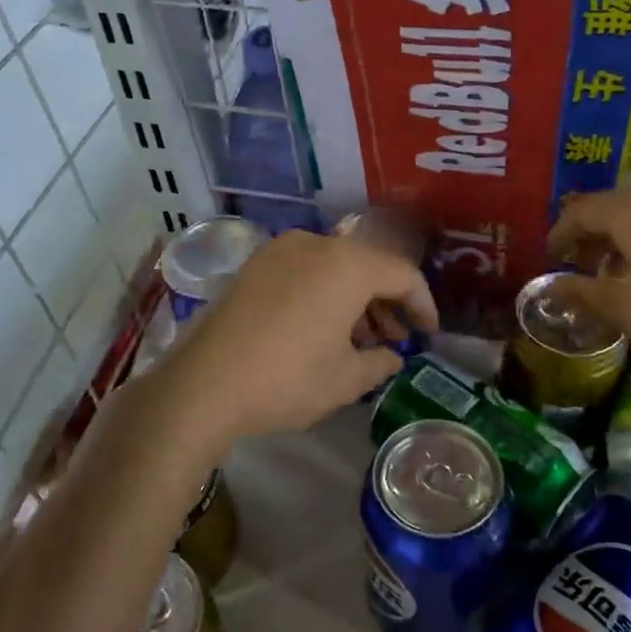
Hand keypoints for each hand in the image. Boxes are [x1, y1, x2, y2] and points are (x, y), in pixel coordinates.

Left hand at [152, 229, 437, 444]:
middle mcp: (315, 244)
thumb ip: (380, 361)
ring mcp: (280, 251)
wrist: (202, 386)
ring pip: (336, 266)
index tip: (429, 334)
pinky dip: (325, 293)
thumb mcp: (346, 380)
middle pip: (368, 265)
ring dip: (356, 298)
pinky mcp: (254, 266)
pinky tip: (324, 328)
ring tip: (361, 339)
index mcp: (347, 265)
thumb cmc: (287, 380)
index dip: (423, 304)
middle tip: (396, 339)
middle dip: (388, 301)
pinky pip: (306, 270)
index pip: (402, 274)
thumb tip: (392, 355)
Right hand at [546, 175, 630, 382]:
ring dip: (630, 234)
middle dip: (596, 234)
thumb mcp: (628, 310)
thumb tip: (550, 288)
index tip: (553, 257)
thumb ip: (582, 293)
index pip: (581, 211)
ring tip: (628, 268)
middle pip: (616, 205)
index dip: (561, 234)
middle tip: (587, 264)